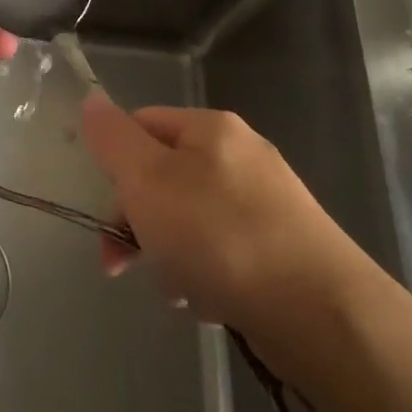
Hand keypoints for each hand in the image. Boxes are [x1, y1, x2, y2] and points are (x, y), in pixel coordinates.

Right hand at [81, 98, 370, 337]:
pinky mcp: (285, 247)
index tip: (110, 214)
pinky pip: (223, 252)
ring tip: (180, 292)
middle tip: (125, 265)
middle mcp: (242, 156)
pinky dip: (207, 275)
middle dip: (140, 222)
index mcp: (211, 128)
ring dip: (171, 256)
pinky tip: (210, 302)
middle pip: (164, 178)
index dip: (116, 166)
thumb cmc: (219, 236)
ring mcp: (268, 203)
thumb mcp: (147, 180)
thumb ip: (113, 139)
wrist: (320, 312)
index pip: (141, 125)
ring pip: (190, 221)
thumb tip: (91, 100)